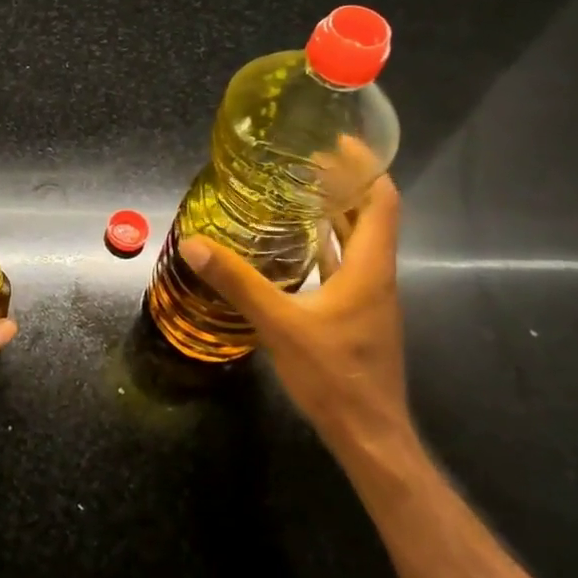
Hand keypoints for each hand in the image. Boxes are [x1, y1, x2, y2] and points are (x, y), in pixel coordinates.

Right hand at [181, 176, 410, 457]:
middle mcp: (376, 275)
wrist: (369, 435)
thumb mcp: (280, 325)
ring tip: (298, 192)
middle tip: (305, 161)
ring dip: (336, 213)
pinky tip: (296, 247)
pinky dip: (326, 245)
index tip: (338, 142)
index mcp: (369, 267)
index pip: (381, 200)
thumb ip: (238, 283)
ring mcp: (369, 298)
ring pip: (358, 241)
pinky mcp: (357, 316)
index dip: (365, 167)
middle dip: (344, 183)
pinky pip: (345, 266)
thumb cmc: (334, 376)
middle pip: (370, 215)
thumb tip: (195, 244)